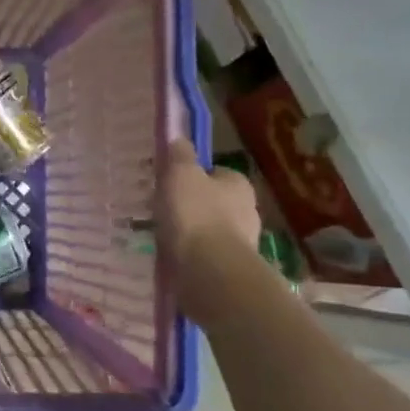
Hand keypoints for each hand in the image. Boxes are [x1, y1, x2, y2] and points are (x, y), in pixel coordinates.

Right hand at [157, 139, 262, 323]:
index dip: (192, 176)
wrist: (210, 272)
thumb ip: (179, 155)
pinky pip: (205, 256)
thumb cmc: (195, 215)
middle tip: (162, 210)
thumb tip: (179, 138)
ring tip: (162, 238)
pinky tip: (172, 259)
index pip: (215, 173)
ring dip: (190, 233)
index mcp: (238, 184)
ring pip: (209, 231)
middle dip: (191, 206)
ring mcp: (241, 243)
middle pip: (213, 202)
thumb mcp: (180, 174)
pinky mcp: (230, 270)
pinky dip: (191, 256)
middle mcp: (247, 211)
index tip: (169, 184)